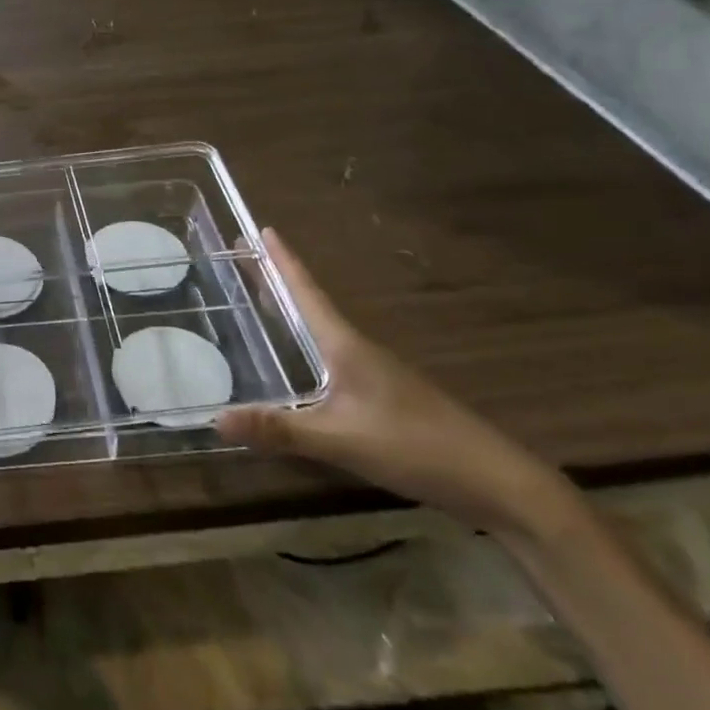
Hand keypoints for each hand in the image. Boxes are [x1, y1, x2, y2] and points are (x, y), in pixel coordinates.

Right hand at [214, 230, 572, 536]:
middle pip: (311, 305)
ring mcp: (374, 374)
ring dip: (294, 311)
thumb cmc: (415, 446)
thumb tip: (215, 419)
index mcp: (346, 346)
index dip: (283, 262)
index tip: (261, 229)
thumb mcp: (340, 439)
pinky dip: (307, 345)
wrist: (494, 480)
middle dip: (280, 281)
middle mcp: (358, 351)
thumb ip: (280, 429)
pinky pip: (333, 358)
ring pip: (323, 332)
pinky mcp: (383, 397)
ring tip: (263, 300)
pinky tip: (299, 364)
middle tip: (246, 257)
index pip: (307, 293)